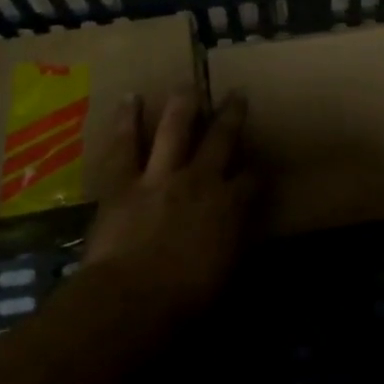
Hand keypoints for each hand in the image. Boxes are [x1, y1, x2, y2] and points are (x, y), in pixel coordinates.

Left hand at [81, 88, 255, 311]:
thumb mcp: (226, 274)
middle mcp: (200, 181)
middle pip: (221, 140)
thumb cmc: (185, 299)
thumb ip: (233, 244)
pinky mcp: (124, 181)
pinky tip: (130, 97)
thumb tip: (238, 233)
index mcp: (229, 206)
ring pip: (175, 130)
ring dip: (182, 105)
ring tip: (187, 85)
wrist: (132, 299)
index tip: (259, 167)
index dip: (257, 172)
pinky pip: (125, 144)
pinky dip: (127, 120)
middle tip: (237, 95)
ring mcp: (160, 176)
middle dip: (231, 117)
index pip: (251, 181)